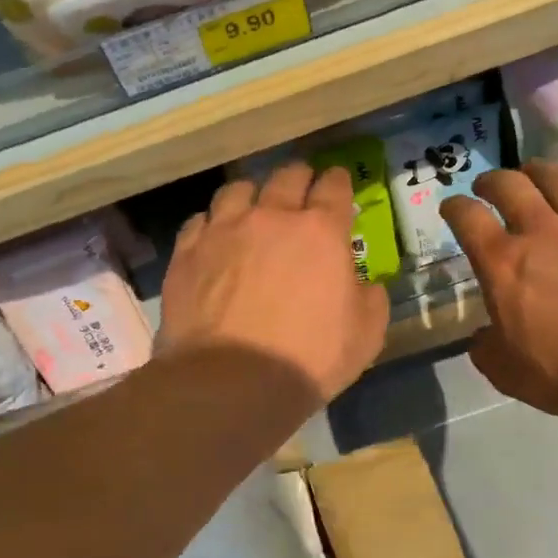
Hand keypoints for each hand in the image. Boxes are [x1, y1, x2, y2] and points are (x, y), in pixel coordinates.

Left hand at [160, 163, 388, 403]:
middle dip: (299, 179)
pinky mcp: (188, 252)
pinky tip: (214, 238)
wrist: (232, 381)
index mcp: (321, 231)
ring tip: (252, 209)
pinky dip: (212, 223)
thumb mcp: (366, 335)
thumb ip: (370, 299)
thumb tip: (364, 285)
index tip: (338, 185)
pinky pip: (200, 220)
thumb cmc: (309, 359)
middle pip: (286, 176)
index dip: (338, 182)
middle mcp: (271, 217)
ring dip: (252, 195)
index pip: (334, 186)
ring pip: (237, 190)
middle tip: (301, 191)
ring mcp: (224, 230)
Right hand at [440, 161, 557, 416]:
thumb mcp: (505, 371)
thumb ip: (487, 348)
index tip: (451, 207)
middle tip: (487, 187)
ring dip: (536, 173)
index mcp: (502, 264)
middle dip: (492, 181)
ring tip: (532, 175)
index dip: (454, 207)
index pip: (468, 218)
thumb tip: (484, 337)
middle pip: (510, 185)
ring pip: (556, 180)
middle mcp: (540, 233)